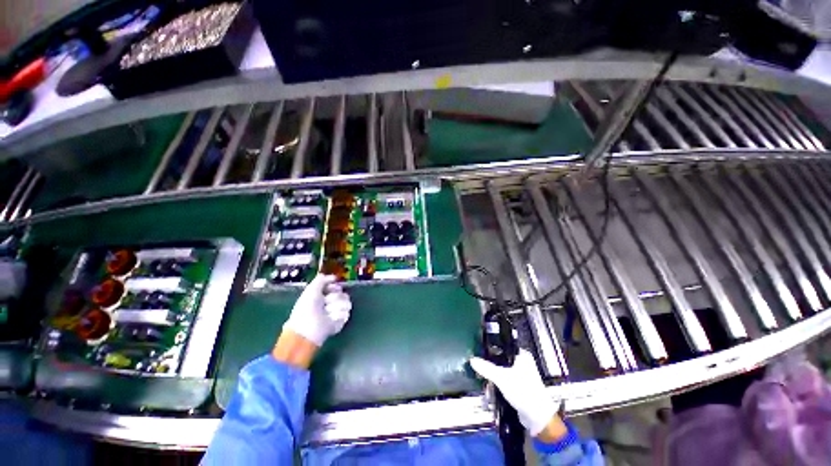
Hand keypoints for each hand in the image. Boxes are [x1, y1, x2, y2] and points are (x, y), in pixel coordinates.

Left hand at [283, 274, 351, 346]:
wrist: (308, 327)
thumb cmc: (307, 308)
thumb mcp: (311, 289)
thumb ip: (322, 280)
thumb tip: (334, 277)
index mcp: (323, 295)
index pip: (337, 286)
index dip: (334, 287)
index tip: (329, 289)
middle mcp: (331, 303)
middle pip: (343, 294)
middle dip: (335, 297)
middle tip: (326, 303)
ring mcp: (337, 312)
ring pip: (347, 303)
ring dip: (335, 307)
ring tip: (327, 313)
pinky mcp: (341, 321)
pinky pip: (346, 313)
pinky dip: (337, 315)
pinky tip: (330, 319)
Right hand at [470, 349, 563, 438]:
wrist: (537, 417)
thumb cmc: (522, 391)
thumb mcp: (501, 378)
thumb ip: (486, 368)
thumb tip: (472, 360)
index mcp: (522, 354)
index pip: (503, 345)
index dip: (490, 346)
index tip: (478, 349)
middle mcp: (523, 362)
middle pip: (501, 358)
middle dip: (490, 362)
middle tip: (478, 363)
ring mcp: (522, 375)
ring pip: (503, 369)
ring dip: (493, 373)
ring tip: (480, 373)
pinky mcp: (520, 386)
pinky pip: (505, 379)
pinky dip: (498, 381)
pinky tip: (488, 384)